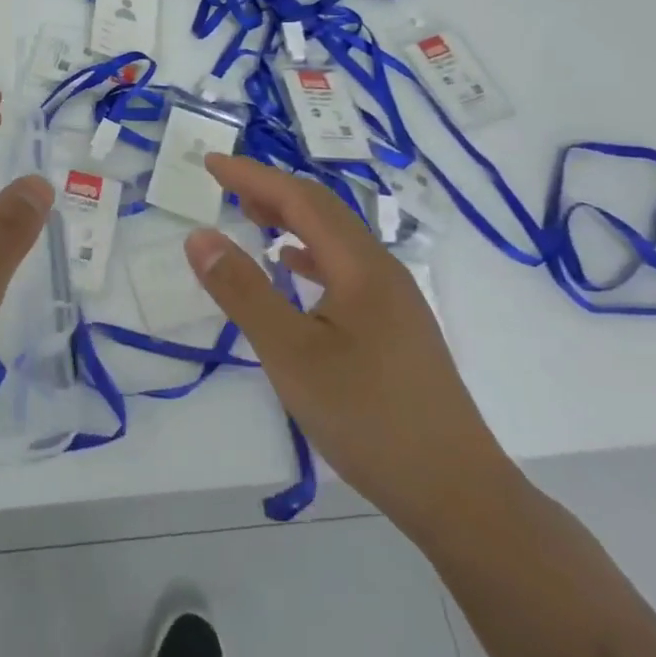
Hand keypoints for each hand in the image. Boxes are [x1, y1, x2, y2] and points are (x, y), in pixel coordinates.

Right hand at [184, 155, 519, 542]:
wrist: (456, 493)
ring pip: (336, 238)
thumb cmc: (367, 418)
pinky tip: (293, 268)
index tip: (209, 163)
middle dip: (271, 190)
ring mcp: (394, 299)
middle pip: (322, 210)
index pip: (299, 199)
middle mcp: (381, 270)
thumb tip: (199, 236)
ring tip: (252, 217)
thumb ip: (243, 292)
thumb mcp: (291, 355)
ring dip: (291, 219)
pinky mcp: (395, 327)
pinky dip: (310, 254)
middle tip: (224, 185)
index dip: (252, 176)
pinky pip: (345, 267)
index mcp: (361, 265)